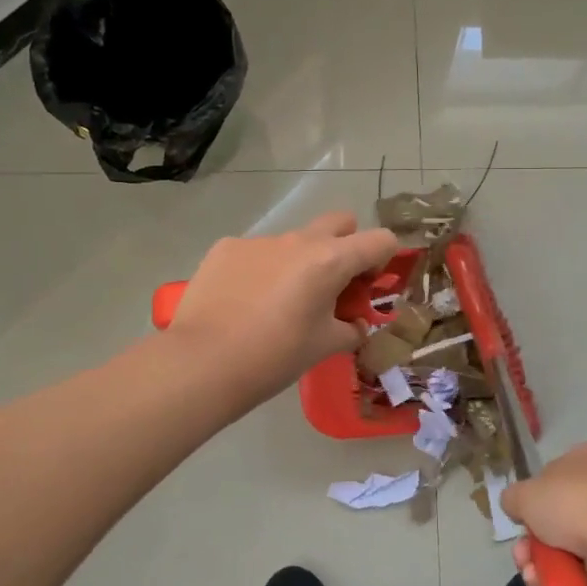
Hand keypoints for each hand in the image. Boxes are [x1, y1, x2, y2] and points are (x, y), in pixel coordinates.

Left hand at [165, 211, 397, 405]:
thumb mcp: (324, 347)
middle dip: (346, 245)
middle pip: (340, 222)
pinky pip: (256, 252)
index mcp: (330, 260)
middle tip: (332, 284)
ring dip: (299, 262)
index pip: (380, 240)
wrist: (202, 363)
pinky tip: (243, 302)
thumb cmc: (275, 356)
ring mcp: (259, 241)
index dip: (384, 259)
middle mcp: (298, 240)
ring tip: (278, 303)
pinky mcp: (225, 248)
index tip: (368, 287)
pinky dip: (261, 270)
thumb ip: (350, 330)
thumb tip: (355, 325)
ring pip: (294, 241)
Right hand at [502, 442, 586, 585]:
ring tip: (533, 575)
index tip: (520, 519)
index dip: (530, 500)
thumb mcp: (525, 494)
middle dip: (531, 541)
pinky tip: (549, 585)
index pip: (549, 476)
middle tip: (522, 555)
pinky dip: (562, 577)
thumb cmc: (571, 504)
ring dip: (541, 563)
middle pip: (553, 516)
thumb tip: (516, 506)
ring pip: (563, 545)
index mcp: (581, 459)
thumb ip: (513, 498)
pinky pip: (581, 566)